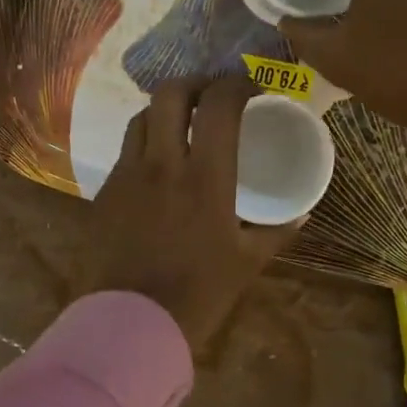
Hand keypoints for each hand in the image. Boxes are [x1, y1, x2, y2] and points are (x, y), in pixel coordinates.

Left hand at [87, 76, 301, 347]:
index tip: (253, 89)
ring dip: (165, 109)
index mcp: (204, 176)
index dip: (238, 84)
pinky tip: (157, 165)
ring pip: (141, 117)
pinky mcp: (105, 191)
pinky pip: (125, 151)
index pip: (220, 104)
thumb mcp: (247, 262)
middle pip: (170, 93)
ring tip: (183, 123)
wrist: (132, 323)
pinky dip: (145, 143)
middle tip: (212, 95)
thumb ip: (277, 231)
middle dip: (195, 82)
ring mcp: (127, 174)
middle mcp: (162, 163)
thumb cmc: (198, 293)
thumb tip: (301, 214)